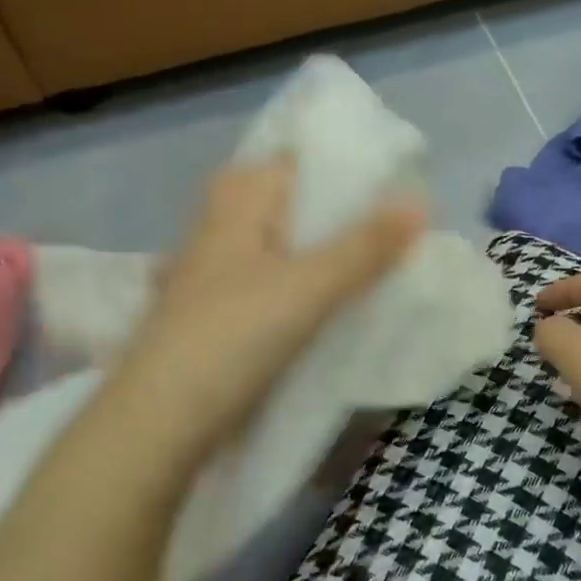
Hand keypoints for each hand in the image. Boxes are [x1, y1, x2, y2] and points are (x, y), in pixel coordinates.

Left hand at [104, 158, 424, 458]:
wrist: (159, 419)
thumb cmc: (232, 337)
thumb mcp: (308, 287)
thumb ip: (364, 246)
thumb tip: (421, 202)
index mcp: (236, 202)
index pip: (294, 160)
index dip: (342, 166)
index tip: (391, 184)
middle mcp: (217, 227)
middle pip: (284, 203)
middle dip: (331, 212)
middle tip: (383, 227)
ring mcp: (209, 272)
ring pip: (273, 245)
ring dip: (314, 251)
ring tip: (365, 262)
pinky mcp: (211, 313)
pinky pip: (263, 282)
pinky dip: (293, 285)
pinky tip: (319, 303)